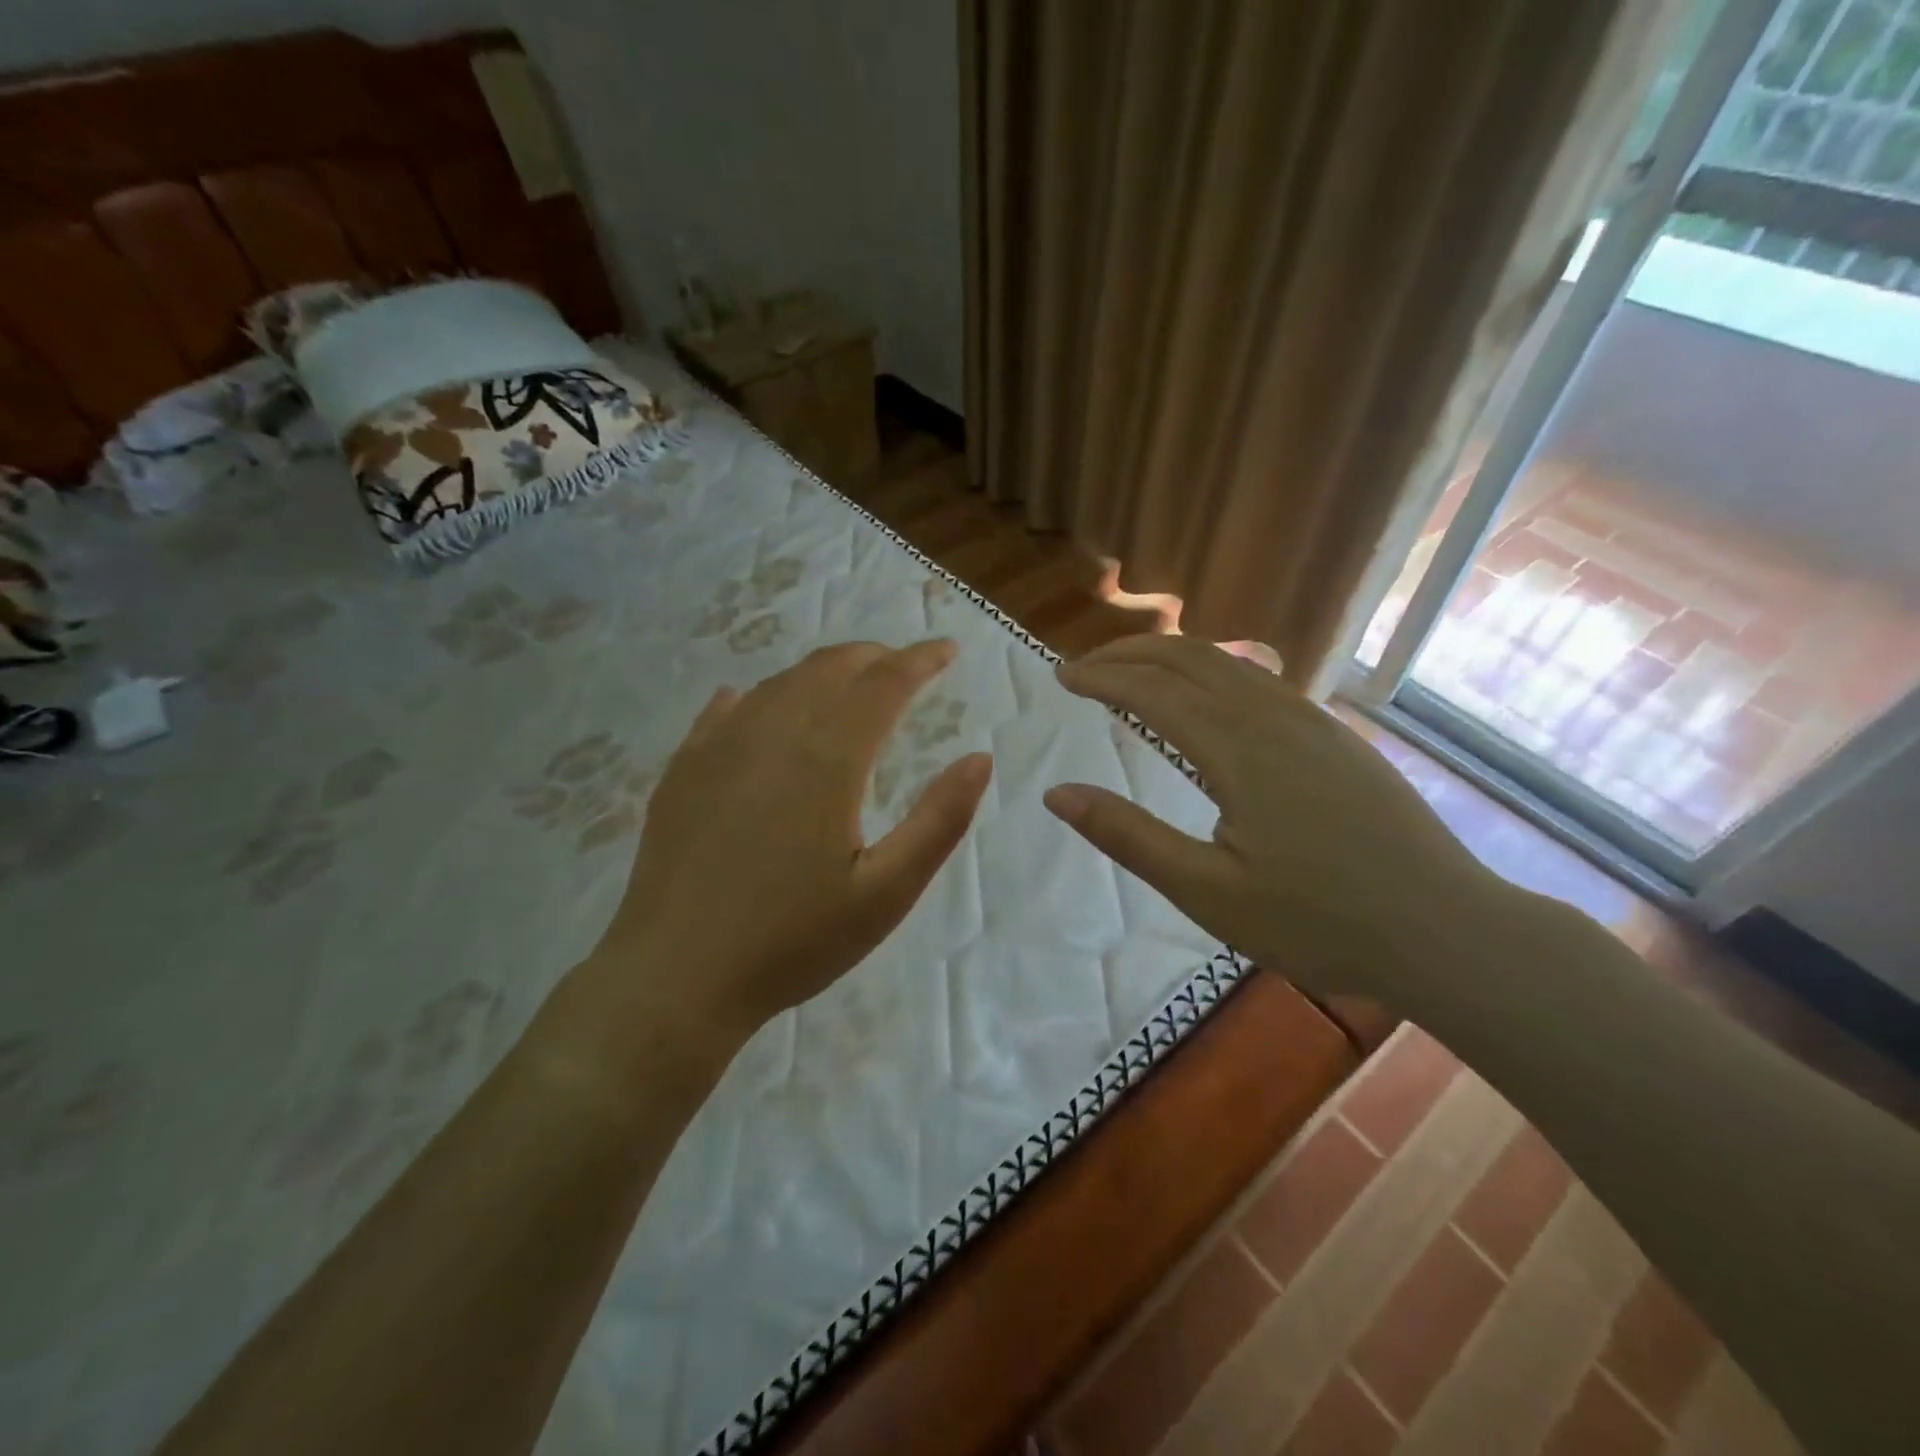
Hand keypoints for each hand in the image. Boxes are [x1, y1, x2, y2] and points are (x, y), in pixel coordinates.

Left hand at [555, 640, 991, 1083]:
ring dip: (823, 671)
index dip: (920, 660)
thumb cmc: (792, 941)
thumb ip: (939, 820)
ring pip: (780, 682)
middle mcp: (772, 733)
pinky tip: (759, 703)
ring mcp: (718, 747)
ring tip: (849, 682)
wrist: (674, 979)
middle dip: (874, 656)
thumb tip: (979, 758)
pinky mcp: (683, 769)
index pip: (883, 684)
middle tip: (905, 664)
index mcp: (827, 759)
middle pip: (830, 668)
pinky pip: (726, 709)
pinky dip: (760, 695)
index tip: (948, 650)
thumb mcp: (885, 892)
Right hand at [1044, 635, 1507, 1010]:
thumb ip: (1128, 836)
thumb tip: (1056, 794)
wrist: (1447, 931)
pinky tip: (1209, 694)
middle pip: (1190, 657)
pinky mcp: (1337, 737)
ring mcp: (1313, 722)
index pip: (1152, 691)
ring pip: (1230, 662)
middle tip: (1086, 665)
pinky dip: (1214, 671)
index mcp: (1238, 750)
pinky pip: (1262, 681)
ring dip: (1172, 656)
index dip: (1102, 678)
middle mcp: (1274, 717)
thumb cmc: (1318, 922)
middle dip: (1131, 651)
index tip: (1061, 678)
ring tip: (1134, 671)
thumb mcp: (1206, 892)